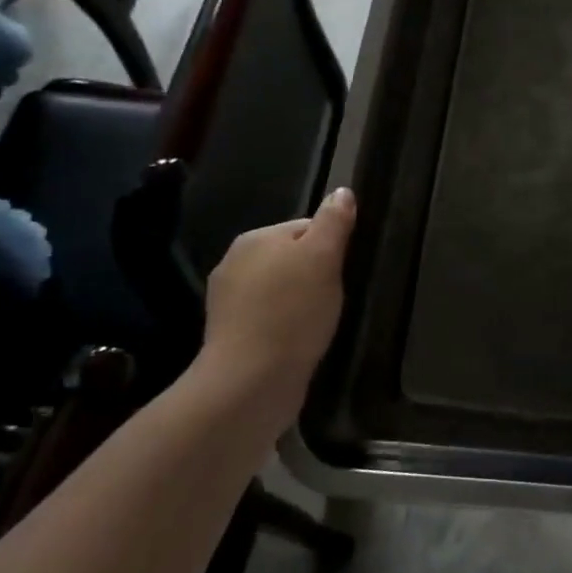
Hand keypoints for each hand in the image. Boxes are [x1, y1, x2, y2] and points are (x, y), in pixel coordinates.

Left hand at [196, 188, 355, 432]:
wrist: (251, 380)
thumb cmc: (292, 312)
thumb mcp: (323, 258)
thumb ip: (333, 222)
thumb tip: (342, 191)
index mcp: (255, 238)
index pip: (306, 227)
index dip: (332, 248)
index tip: (343, 272)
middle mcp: (234, 262)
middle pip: (292, 258)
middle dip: (315, 275)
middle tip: (335, 299)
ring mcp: (228, 301)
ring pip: (280, 289)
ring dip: (301, 301)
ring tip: (319, 323)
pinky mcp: (231, 334)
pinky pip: (269, 317)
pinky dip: (286, 324)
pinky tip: (299, 340)